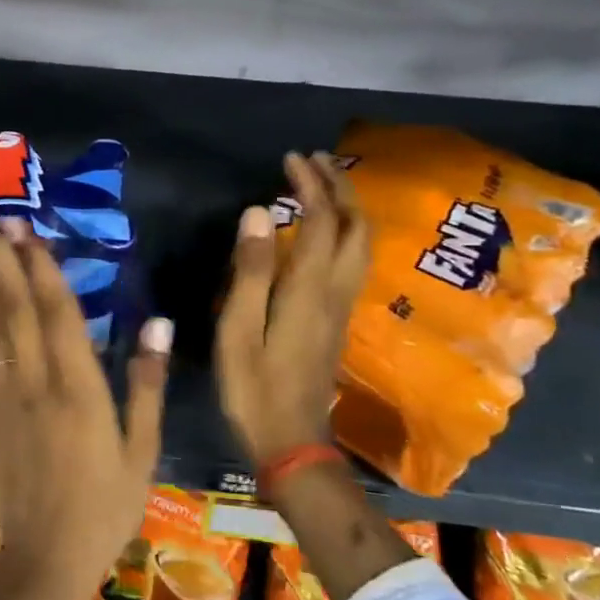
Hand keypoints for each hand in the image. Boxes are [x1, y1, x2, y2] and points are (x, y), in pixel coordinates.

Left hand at [0, 200, 171, 599]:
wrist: (43, 562)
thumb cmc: (104, 509)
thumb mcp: (142, 452)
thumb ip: (146, 384)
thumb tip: (157, 322)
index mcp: (80, 388)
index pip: (57, 312)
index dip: (39, 265)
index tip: (22, 224)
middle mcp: (36, 380)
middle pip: (14, 304)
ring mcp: (6, 394)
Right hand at [216, 152, 370, 465]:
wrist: (292, 441)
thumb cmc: (254, 387)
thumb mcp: (238, 329)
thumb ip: (250, 270)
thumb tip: (259, 213)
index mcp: (309, 289)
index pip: (320, 222)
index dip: (309, 185)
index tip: (291, 158)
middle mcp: (335, 291)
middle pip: (355, 227)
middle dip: (340, 187)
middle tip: (314, 161)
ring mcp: (342, 307)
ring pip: (361, 244)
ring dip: (348, 207)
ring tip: (324, 184)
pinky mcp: (338, 319)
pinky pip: (353, 260)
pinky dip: (344, 231)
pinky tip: (324, 230)